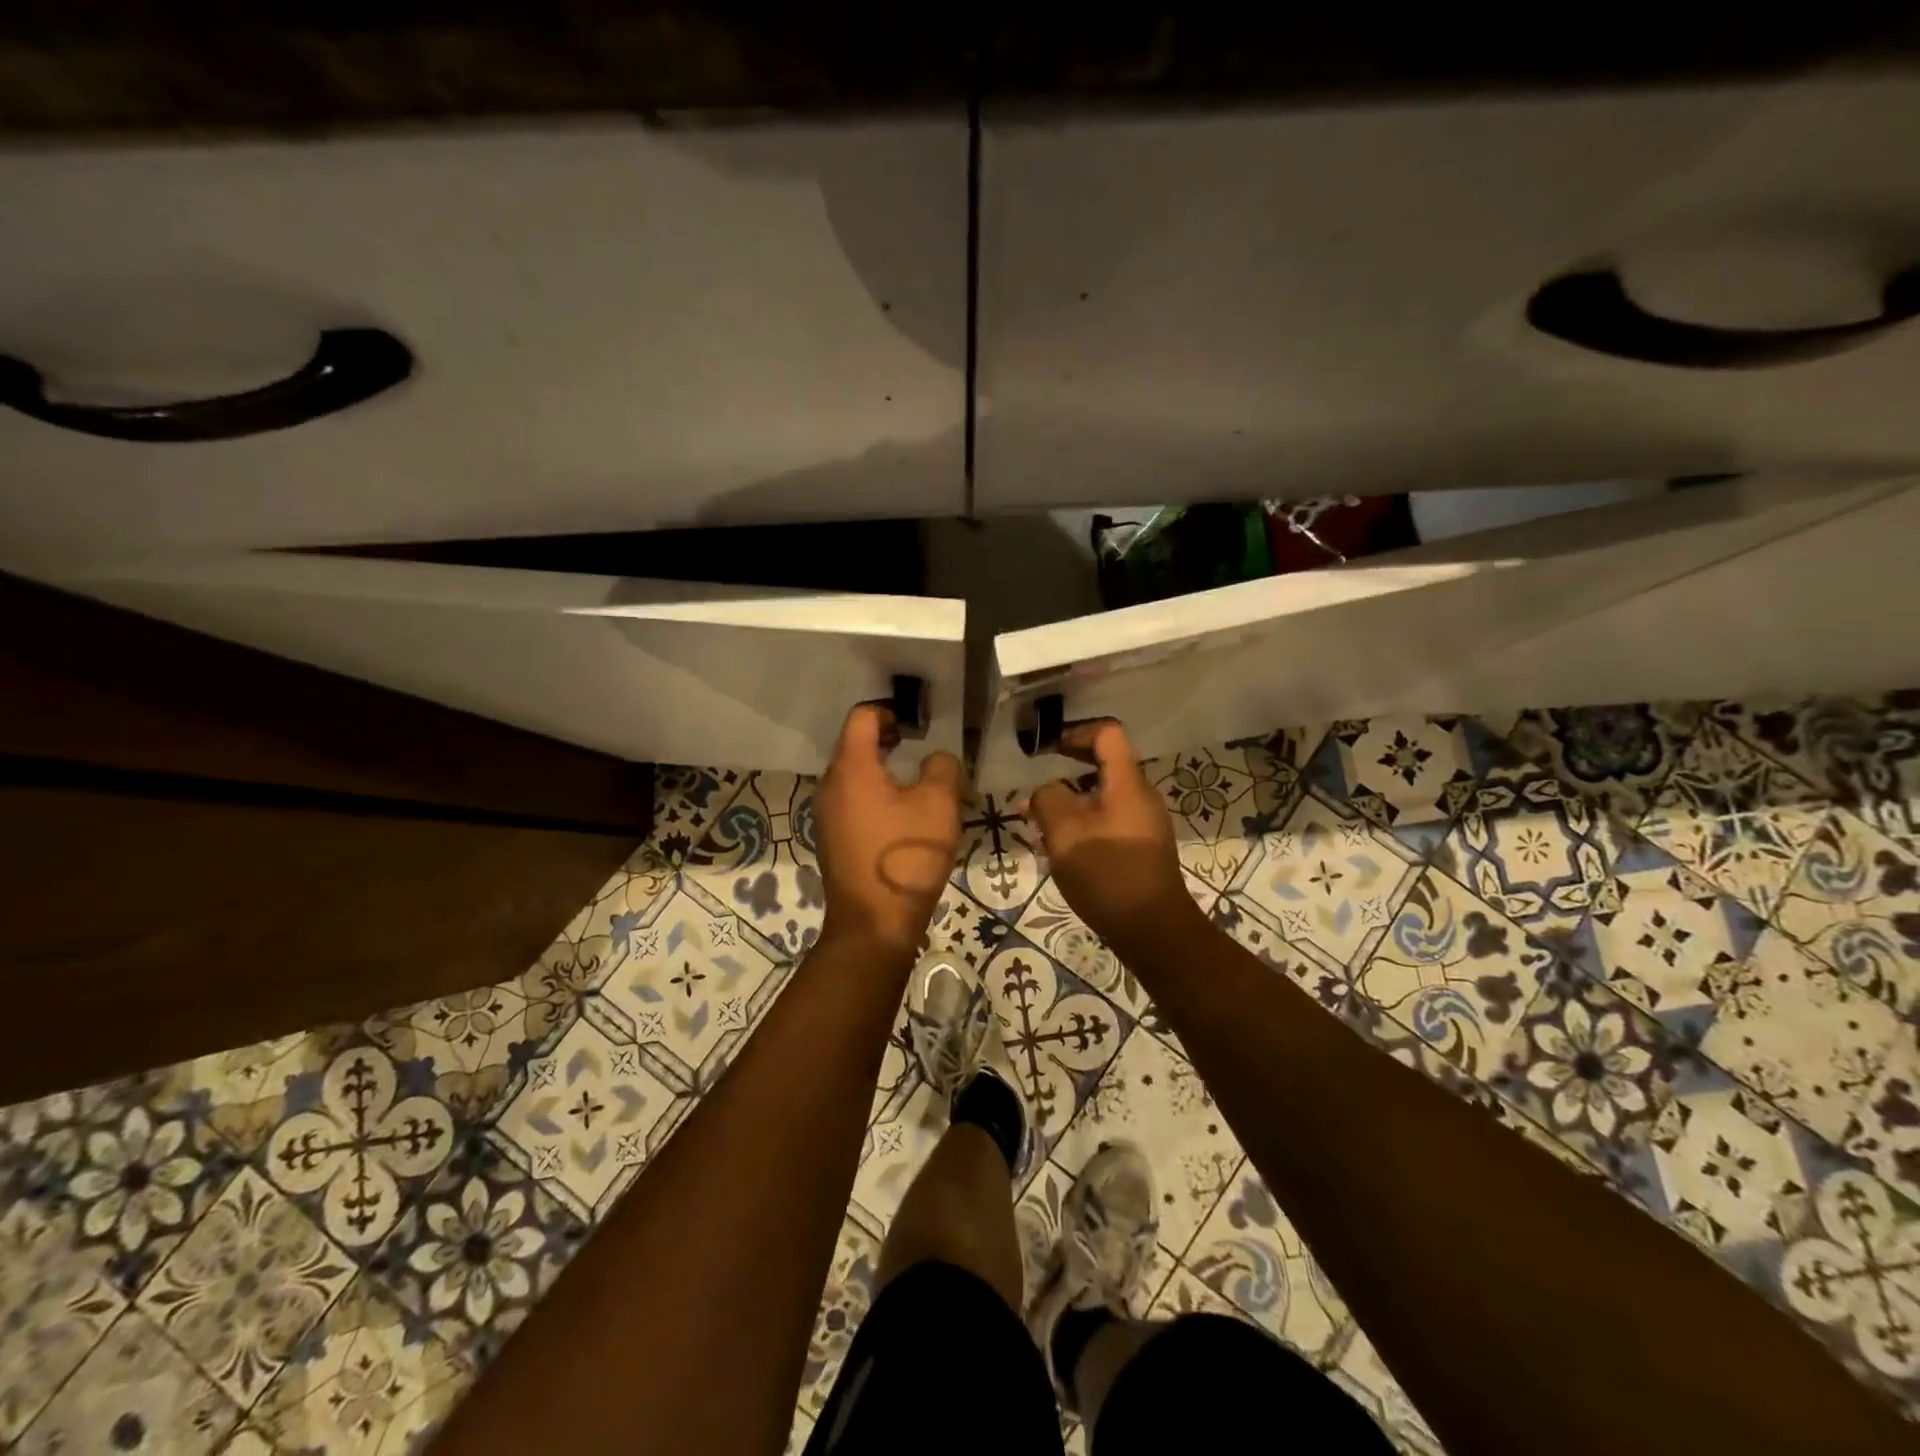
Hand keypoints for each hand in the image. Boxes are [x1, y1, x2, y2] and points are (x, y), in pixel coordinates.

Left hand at [814, 703, 963, 961]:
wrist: (874, 923)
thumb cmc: (906, 856)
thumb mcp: (939, 805)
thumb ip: (942, 767)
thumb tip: (936, 759)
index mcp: (852, 768)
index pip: (861, 717)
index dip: (888, 711)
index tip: (915, 726)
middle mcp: (830, 785)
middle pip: (853, 745)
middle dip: (885, 739)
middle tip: (917, 746)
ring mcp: (825, 814)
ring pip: (851, 775)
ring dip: (880, 769)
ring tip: (913, 782)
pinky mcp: (830, 839)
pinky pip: (850, 801)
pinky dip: (872, 794)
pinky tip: (899, 817)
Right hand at [1026, 721, 1202, 955]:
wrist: (1153, 929)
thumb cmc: (1107, 873)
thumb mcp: (1064, 832)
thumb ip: (1048, 799)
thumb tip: (1043, 792)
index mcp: (1127, 783)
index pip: (1108, 733)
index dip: (1077, 733)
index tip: (1049, 750)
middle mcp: (1141, 796)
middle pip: (1105, 765)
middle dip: (1068, 771)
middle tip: (1038, 787)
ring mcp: (1145, 823)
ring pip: (1104, 797)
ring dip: (1073, 802)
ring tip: (1041, 824)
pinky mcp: (1143, 848)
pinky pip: (1110, 820)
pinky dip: (1085, 823)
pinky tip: (1063, 848)